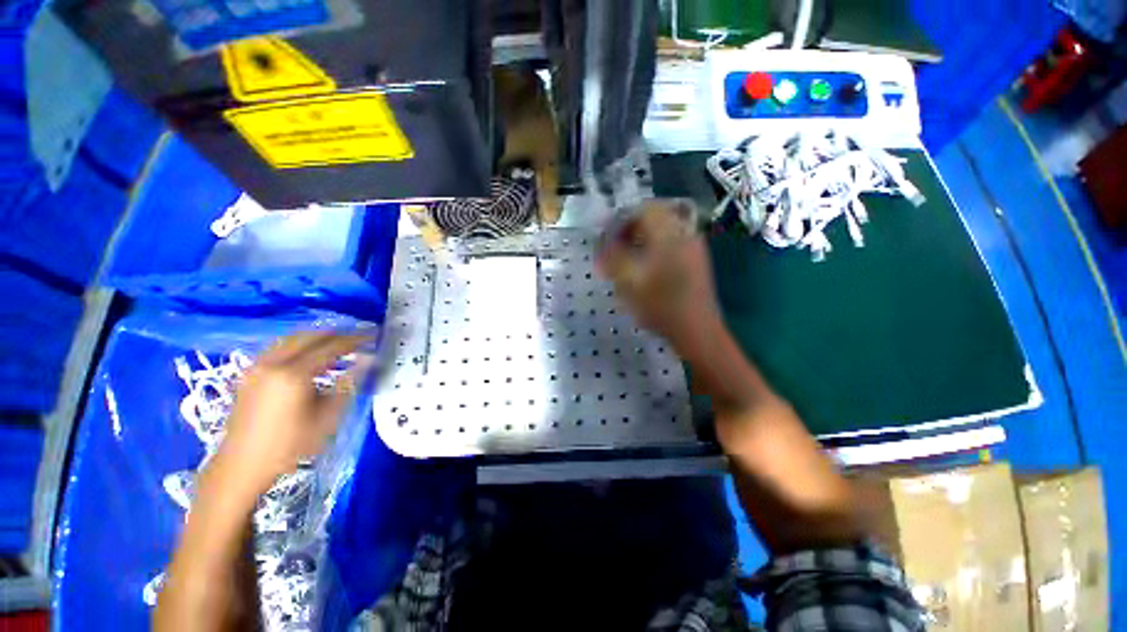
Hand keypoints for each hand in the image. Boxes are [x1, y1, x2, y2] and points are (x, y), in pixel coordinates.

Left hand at [215, 332, 372, 495]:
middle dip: (338, 334)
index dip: (355, 340)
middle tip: (358, 338)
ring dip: (318, 337)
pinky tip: (310, 353)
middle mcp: (273, 363)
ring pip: (293, 338)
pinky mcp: (249, 372)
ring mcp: (257, 366)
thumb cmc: (290, 446)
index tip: (373, 335)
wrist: (241, 465)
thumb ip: (348, 385)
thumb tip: (367, 361)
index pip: (331, 347)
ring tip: (338, 342)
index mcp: (293, 374)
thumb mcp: (327, 418)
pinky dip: (300, 343)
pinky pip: (279, 346)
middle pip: (310, 336)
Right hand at [597, 199, 723, 358]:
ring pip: (664, 229)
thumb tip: (603, 245)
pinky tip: (646, 265)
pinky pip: (672, 241)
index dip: (622, 219)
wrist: (697, 329)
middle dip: (631, 227)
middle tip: (615, 244)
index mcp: (669, 234)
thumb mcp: (629, 282)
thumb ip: (613, 258)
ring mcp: (693, 245)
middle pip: (655, 215)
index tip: (608, 235)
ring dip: (643, 237)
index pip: (644, 209)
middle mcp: (684, 232)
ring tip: (627, 255)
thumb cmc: (661, 306)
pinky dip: (655, 246)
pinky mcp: (696, 258)